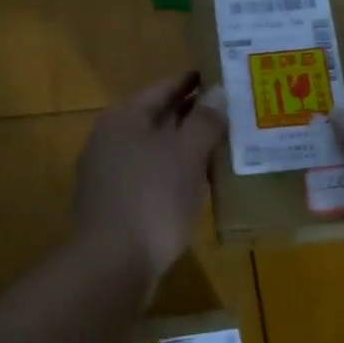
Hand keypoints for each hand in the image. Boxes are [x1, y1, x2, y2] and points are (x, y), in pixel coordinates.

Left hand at [74, 73, 224, 280]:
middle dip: (194, 113)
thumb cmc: (152, 198)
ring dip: (187, 145)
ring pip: (156, 148)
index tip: (225, 76)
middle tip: (233, 110)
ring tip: (225, 143)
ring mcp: (110, 172)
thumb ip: (204, 120)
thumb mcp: (186, 154)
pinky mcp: (117, 202)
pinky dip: (176, 171)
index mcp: (124, 118)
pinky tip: (201, 180)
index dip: (195, 81)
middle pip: (159, 116)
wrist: (113, 265)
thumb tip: (218, 90)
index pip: (164, 87)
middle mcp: (111, 139)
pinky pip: (152, 174)